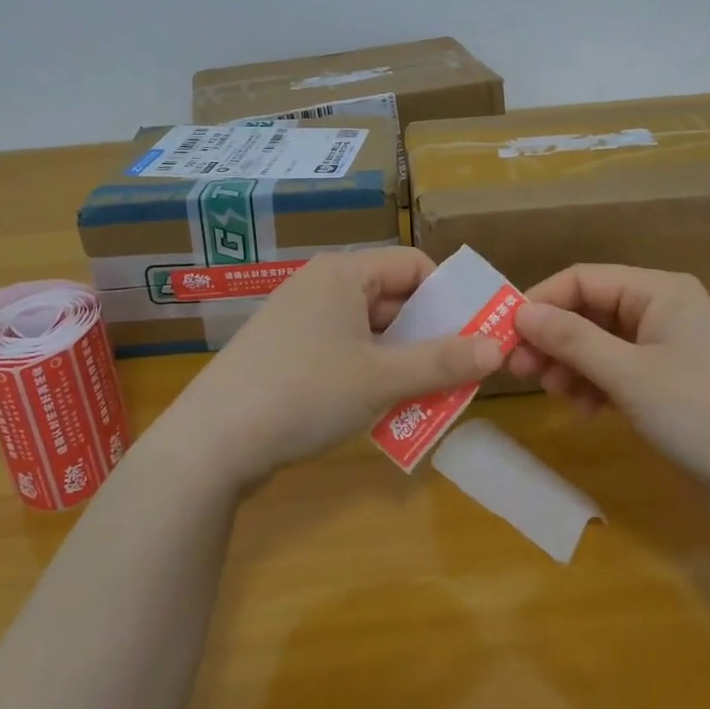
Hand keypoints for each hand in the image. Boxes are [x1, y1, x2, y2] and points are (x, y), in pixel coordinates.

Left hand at [161, 249, 502, 489]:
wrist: (211, 443)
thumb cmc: (305, 393)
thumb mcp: (382, 379)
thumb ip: (443, 362)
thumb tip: (498, 348)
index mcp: (344, 273)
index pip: (413, 265)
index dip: (448, 296)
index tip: (473, 334)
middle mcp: (321, 285)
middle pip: (392, 298)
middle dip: (428, 336)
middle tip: (458, 373)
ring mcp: (298, 319)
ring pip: (369, 330)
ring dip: (401, 361)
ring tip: (426, 398)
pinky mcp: (285, 352)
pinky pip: (342, 350)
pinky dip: (368, 372)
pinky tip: (379, 409)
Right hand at [508, 265, 709, 517]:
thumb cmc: (704, 413)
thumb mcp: (630, 374)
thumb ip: (572, 340)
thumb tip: (521, 313)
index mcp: (660, 291)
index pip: (585, 279)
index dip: (542, 301)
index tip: (507, 334)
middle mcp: (664, 311)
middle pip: (592, 311)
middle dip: (554, 338)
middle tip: (521, 370)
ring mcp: (670, 350)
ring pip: (603, 344)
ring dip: (572, 364)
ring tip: (553, 394)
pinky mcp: (672, 386)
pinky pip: (620, 372)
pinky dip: (596, 386)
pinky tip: (584, 410)